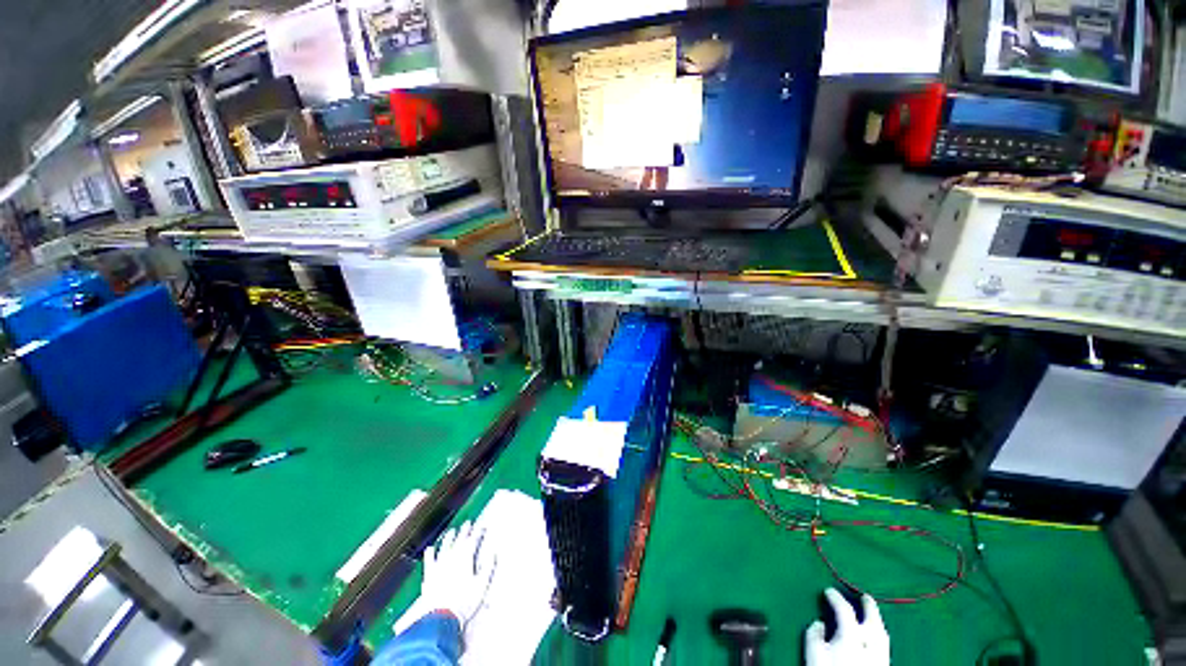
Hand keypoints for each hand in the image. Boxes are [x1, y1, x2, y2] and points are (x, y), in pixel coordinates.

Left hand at [421, 521, 495, 626]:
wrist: (440, 617)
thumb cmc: (464, 602)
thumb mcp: (481, 585)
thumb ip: (488, 567)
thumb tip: (493, 553)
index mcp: (465, 557)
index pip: (473, 540)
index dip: (478, 533)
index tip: (482, 527)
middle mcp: (452, 556)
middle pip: (459, 539)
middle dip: (465, 530)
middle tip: (468, 523)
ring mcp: (439, 564)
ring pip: (444, 545)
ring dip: (449, 537)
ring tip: (452, 531)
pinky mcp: (429, 573)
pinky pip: (429, 558)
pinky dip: (430, 552)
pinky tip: (430, 548)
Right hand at [805, 588, 889, 665]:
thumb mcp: (813, 655)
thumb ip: (814, 635)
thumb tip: (819, 623)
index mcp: (851, 637)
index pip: (845, 611)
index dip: (835, 598)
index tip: (828, 591)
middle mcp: (870, 645)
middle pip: (874, 620)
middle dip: (869, 607)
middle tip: (864, 596)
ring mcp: (880, 658)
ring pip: (883, 635)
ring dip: (877, 621)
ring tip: (872, 615)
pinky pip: (885, 647)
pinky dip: (880, 636)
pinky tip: (874, 639)